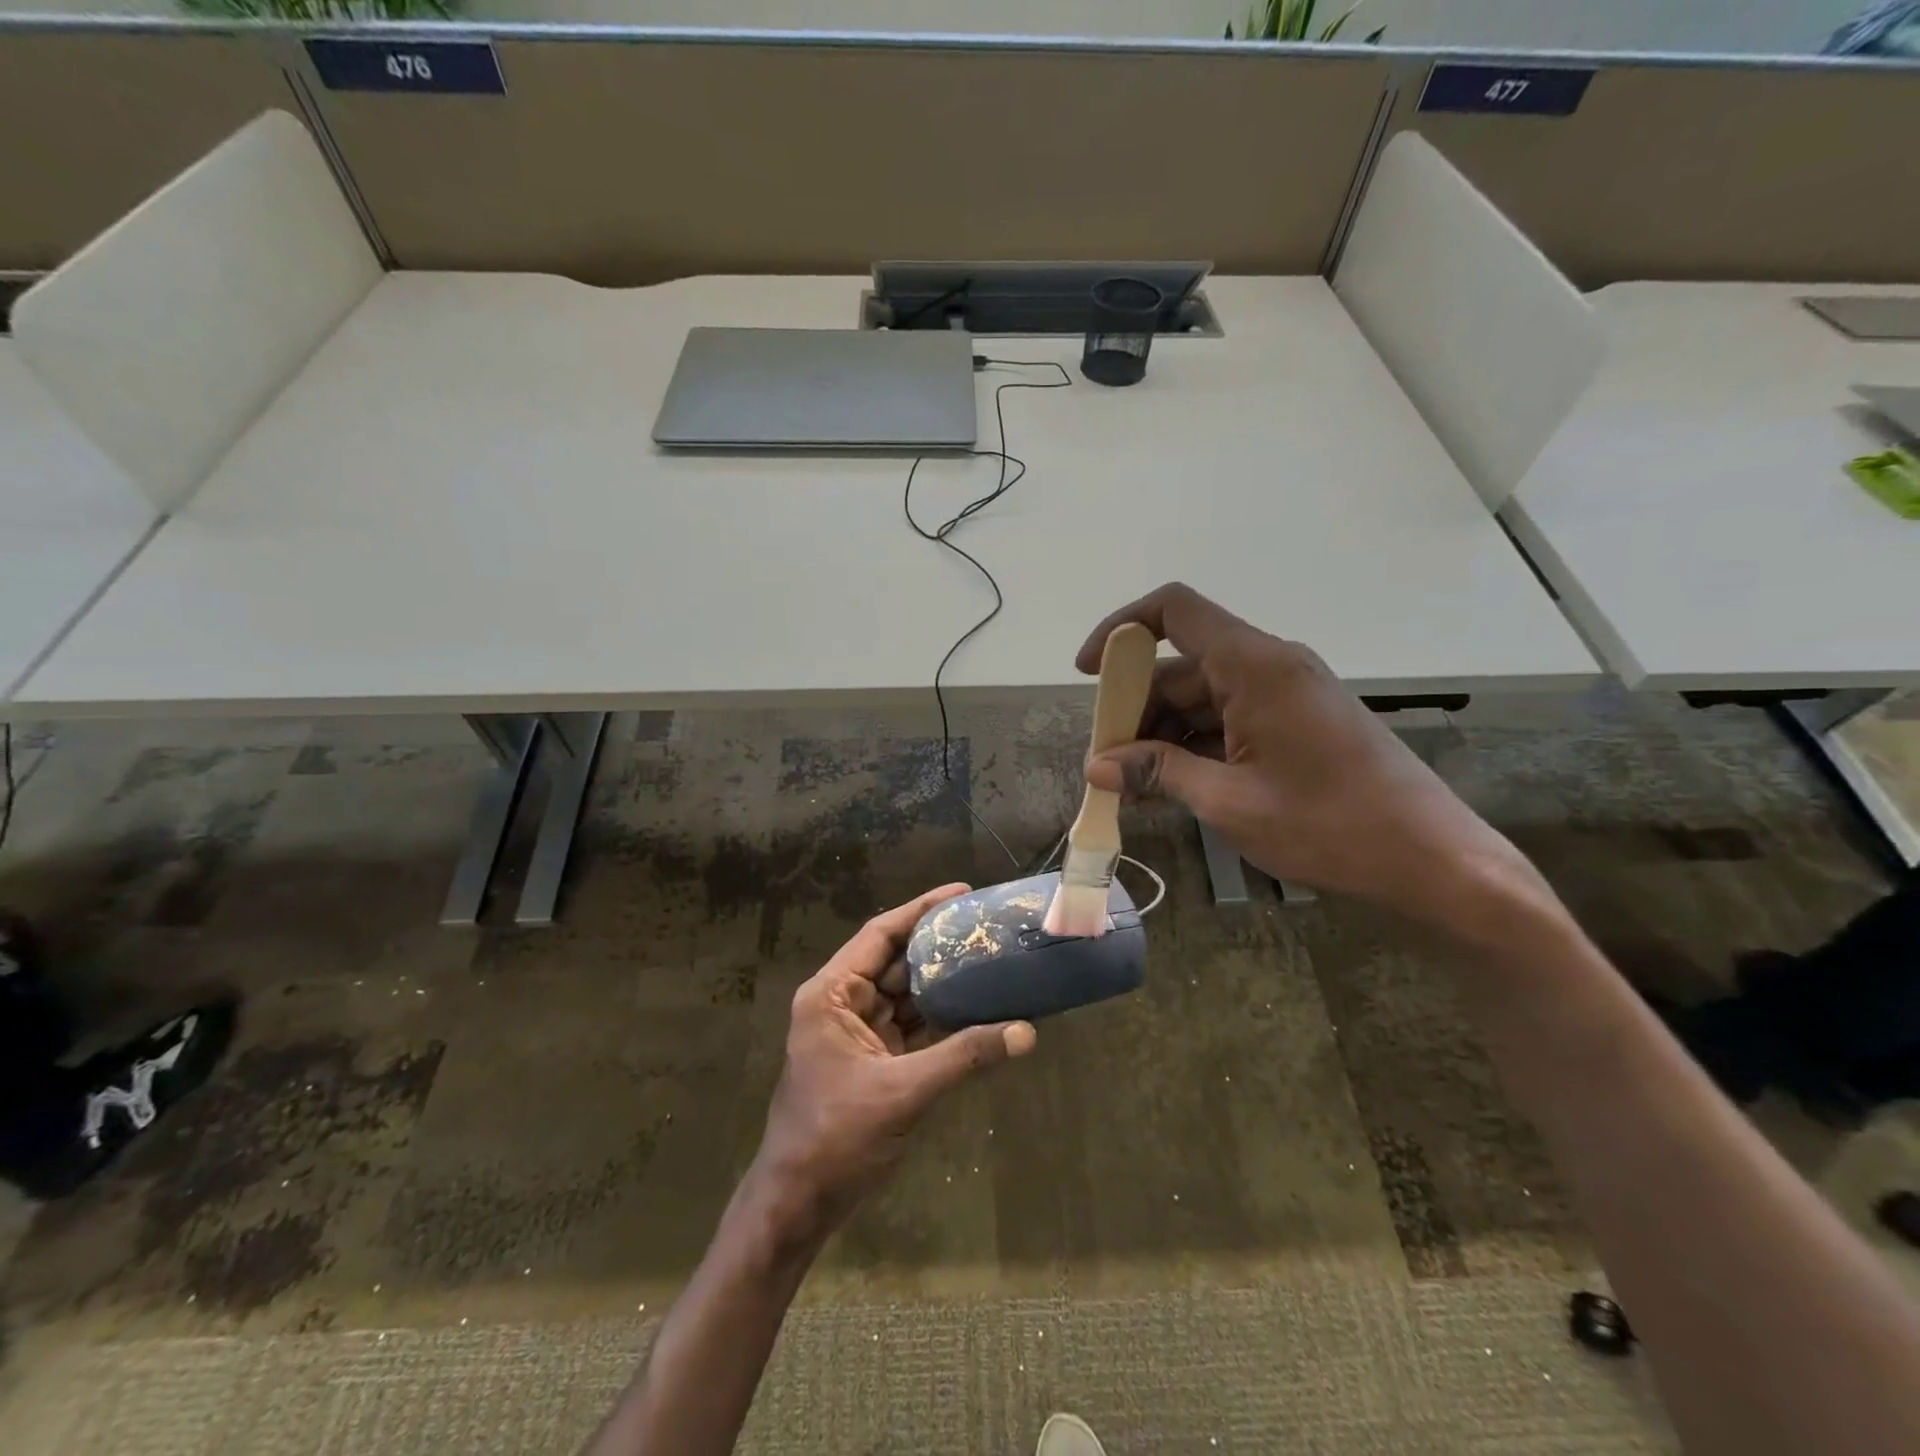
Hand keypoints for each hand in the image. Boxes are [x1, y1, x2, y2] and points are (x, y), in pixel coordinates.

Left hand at [750, 885, 1036, 1237]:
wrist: (798, 1205)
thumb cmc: (835, 1138)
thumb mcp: (902, 1092)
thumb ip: (963, 1057)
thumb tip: (1026, 1032)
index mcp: (831, 995)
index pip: (880, 936)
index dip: (920, 911)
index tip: (962, 892)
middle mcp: (842, 1004)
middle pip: (895, 961)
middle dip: (938, 946)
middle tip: (986, 927)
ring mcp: (858, 1034)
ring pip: (906, 995)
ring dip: (943, 983)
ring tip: (989, 959)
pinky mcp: (873, 1062)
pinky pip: (911, 1027)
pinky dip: (941, 1019)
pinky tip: (977, 1008)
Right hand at [1076, 583, 1546, 940]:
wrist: (1434, 860)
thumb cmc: (1331, 826)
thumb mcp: (1230, 802)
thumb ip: (1159, 773)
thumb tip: (1097, 766)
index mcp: (1255, 666)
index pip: (1174, 611)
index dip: (1121, 629)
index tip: (1089, 674)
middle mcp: (1269, 666)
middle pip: (1180, 666)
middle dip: (1135, 710)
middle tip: (1106, 764)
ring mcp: (1285, 695)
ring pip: (1201, 697)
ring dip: (1162, 735)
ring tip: (1133, 787)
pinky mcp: (1296, 722)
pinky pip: (1228, 720)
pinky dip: (1194, 746)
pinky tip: (1170, 786)